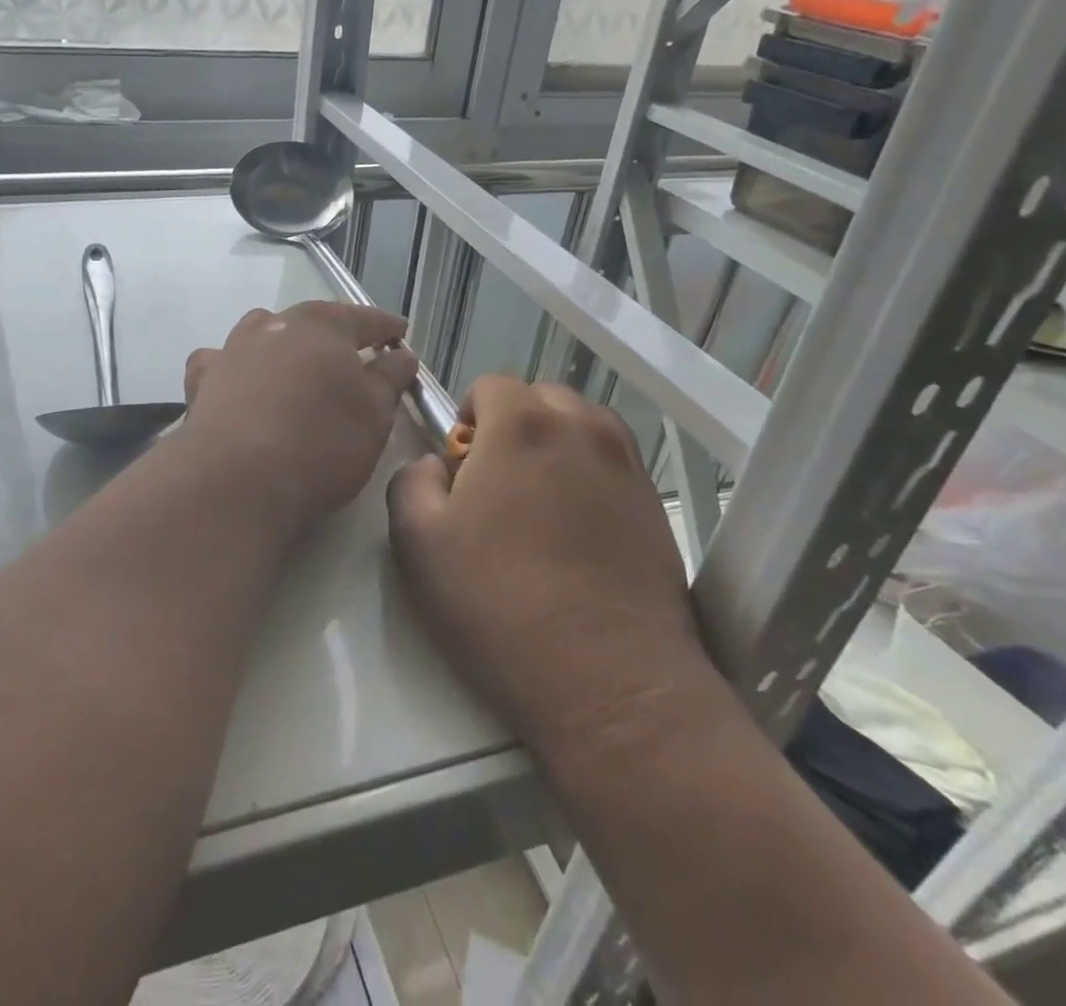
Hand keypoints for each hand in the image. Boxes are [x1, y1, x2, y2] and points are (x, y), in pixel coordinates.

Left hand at [181, 302, 418, 527]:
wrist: (236, 478)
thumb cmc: (320, 443)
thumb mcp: (374, 415)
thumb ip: (389, 378)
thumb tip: (401, 355)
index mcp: (323, 326)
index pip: (365, 318)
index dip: (387, 328)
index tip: (401, 335)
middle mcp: (275, 325)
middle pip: (312, 321)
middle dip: (334, 336)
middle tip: (352, 357)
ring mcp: (233, 349)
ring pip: (263, 332)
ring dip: (282, 344)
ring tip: (295, 367)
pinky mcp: (202, 380)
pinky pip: (221, 362)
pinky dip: (234, 368)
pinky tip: (239, 386)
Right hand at [388, 377, 708, 753]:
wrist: (610, 682)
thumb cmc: (500, 605)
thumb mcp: (417, 542)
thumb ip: (410, 480)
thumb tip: (433, 465)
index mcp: (523, 426)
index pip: (491, 383)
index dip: (467, 417)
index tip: (461, 466)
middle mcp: (583, 430)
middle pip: (541, 397)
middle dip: (513, 425)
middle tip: (496, 484)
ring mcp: (627, 466)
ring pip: (582, 427)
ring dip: (554, 445)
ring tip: (538, 505)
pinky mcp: (655, 506)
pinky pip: (612, 464)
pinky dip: (589, 476)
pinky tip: (576, 532)